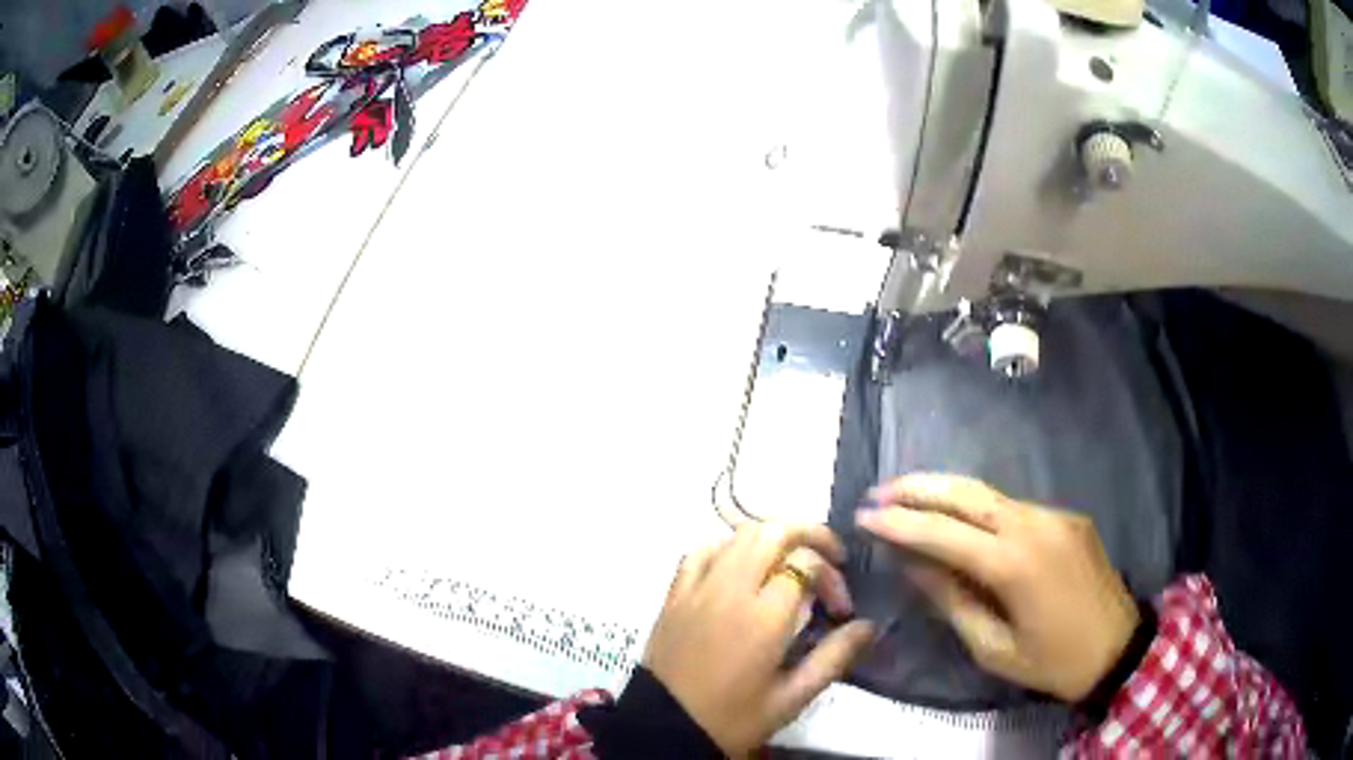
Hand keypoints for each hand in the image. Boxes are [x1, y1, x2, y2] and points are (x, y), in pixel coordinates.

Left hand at [644, 522, 874, 756]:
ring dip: (771, 538)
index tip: (840, 609)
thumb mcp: (791, 697)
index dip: (832, 577)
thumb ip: (833, 657)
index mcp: (762, 617)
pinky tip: (740, 568)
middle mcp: (729, 590)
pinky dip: (728, 548)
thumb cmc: (733, 718)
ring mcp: (696, 587)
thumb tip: (868, 626)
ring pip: (737, 534)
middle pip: (771, 531)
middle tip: (830, 557)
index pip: (805, 563)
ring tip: (790, 561)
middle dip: (809, 534)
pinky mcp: (673, 594)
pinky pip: (701, 551)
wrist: (665, 728)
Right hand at [856, 474, 1139, 701]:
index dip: (900, 523)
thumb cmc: (1051, 662)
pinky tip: (961, 523)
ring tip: (908, 499)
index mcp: (1015, 564)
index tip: (863, 516)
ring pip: (990, 495)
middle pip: (967, 493)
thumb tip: (916, 566)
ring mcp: (1055, 515)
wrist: (1119, 647)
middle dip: (918, 487)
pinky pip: (1014, 508)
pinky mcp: (1067, 517)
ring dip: (947, 494)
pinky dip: (979, 510)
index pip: (944, 533)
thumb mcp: (993, 648)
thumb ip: (953, 602)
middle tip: (879, 490)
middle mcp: (1035, 525)